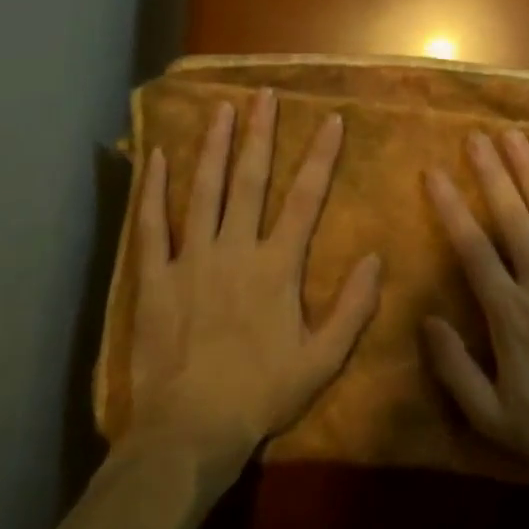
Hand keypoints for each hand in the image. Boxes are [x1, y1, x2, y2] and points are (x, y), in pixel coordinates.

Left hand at [123, 89, 381, 464]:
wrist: (187, 433)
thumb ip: (353, 307)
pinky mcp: (154, 278)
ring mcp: (190, 260)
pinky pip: (152, 225)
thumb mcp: (322, 359)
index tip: (330, 119)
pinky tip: (156, 157)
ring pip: (204, 191)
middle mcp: (235, 249)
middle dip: (260, 134)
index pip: (306, 198)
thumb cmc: (260, 394)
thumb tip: (376, 257)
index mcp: (277, 266)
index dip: (321, 156)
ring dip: (214, 147)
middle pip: (250, 180)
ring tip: (221, 109)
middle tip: (264, 95)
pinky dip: (153, 190)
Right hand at [422, 129, 528, 484]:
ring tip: (514, 136)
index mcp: (510, 312)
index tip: (434, 173)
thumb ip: (454, 368)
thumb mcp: (492, 417)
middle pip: (512, 217)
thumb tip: (426, 320)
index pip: (473, 248)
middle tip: (475, 136)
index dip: (451, 207)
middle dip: (491, 173)